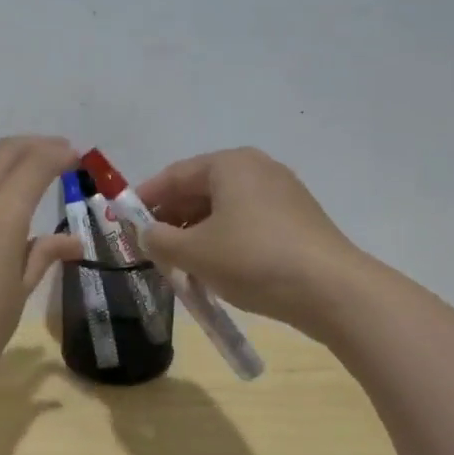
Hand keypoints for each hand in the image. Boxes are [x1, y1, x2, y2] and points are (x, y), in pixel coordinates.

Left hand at [0, 136, 82, 407]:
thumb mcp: (18, 294)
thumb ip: (42, 256)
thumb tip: (71, 241)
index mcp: (1, 214)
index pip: (35, 165)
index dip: (58, 154)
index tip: (74, 156)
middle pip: (1, 154)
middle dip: (31, 146)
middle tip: (53, 152)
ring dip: (0, 163)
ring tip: (19, 175)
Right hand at [132, 147, 366, 339]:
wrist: (331, 290)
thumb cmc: (253, 259)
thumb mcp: (193, 252)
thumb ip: (158, 239)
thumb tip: (145, 234)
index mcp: (229, 164)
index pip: (173, 175)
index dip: (144, 199)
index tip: (122, 222)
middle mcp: (256, 169)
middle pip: (199, 190)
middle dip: (170, 218)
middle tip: (148, 247)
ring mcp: (281, 193)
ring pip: (223, 209)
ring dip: (195, 233)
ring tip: (177, 263)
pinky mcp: (296, 220)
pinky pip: (246, 223)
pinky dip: (222, 240)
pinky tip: (213, 268)